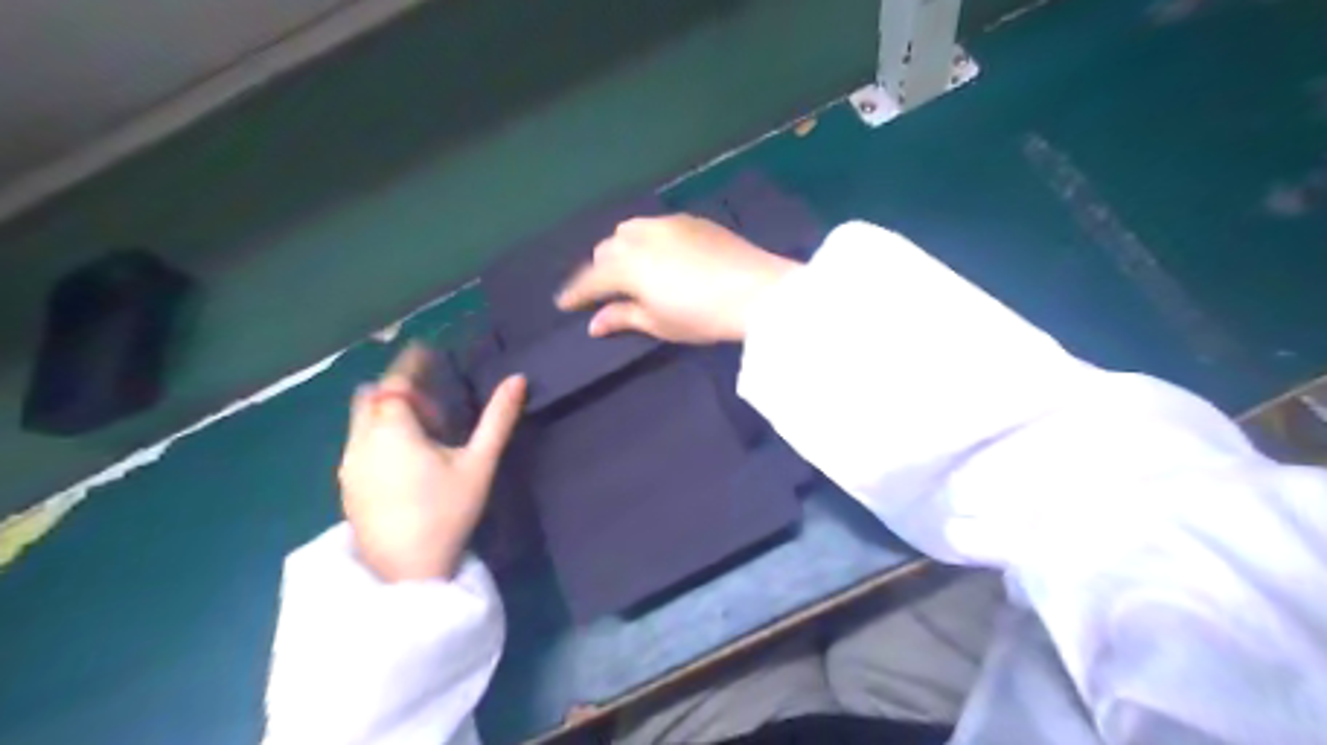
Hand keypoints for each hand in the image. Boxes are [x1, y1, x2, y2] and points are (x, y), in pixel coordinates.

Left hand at [336, 343, 525, 582]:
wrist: (405, 572)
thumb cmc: (446, 513)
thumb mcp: (479, 464)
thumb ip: (498, 419)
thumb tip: (518, 379)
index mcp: (393, 429)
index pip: (396, 381)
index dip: (411, 362)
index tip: (427, 349)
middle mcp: (361, 440)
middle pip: (372, 397)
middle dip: (398, 389)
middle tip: (433, 403)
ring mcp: (348, 464)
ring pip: (362, 420)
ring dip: (387, 413)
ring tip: (423, 432)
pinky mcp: (346, 485)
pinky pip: (358, 442)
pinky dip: (378, 434)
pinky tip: (405, 460)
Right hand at [554, 212, 790, 343]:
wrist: (757, 291)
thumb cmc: (702, 316)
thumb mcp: (660, 323)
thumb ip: (623, 317)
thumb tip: (594, 323)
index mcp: (627, 266)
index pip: (591, 279)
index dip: (576, 293)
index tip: (564, 303)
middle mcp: (640, 237)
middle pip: (607, 249)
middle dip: (600, 269)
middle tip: (604, 291)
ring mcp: (667, 224)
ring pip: (629, 230)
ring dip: (621, 248)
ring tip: (630, 268)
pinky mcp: (691, 220)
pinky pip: (655, 225)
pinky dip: (646, 239)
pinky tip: (660, 254)